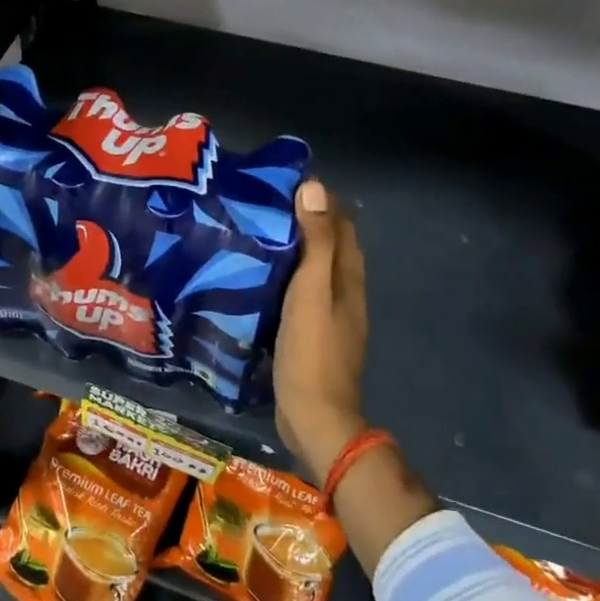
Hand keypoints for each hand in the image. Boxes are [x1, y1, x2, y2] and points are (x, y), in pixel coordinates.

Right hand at [274, 178, 368, 485]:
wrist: (314, 416)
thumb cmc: (312, 351)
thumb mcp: (312, 291)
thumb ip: (316, 243)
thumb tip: (314, 188)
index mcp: (348, 277)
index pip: (341, 223)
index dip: (320, 200)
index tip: (282, 183)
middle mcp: (343, 292)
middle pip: (328, 245)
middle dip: (302, 221)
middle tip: (258, 206)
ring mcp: (327, 316)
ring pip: (311, 270)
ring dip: (289, 250)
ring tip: (251, 234)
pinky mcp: (308, 334)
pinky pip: (296, 294)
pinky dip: (280, 278)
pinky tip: (254, 279)